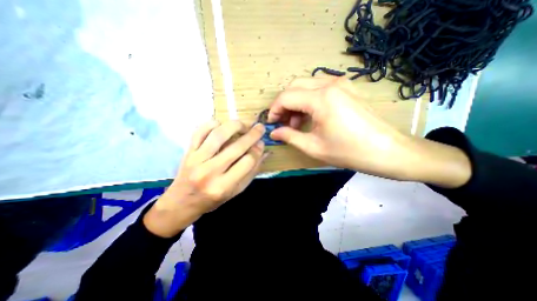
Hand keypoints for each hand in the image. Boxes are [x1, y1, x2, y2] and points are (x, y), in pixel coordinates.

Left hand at [143, 120, 266, 237]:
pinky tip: (222, 125)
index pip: (247, 162)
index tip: (262, 143)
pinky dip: (212, 124)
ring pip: (218, 135)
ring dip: (234, 126)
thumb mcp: (235, 191)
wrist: (182, 202)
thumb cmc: (212, 199)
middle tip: (260, 127)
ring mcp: (196, 159)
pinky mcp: (188, 151)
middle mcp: (210, 172)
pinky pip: (200, 131)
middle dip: (252, 135)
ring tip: (243, 125)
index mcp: (223, 186)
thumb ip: (251, 172)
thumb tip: (264, 152)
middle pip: (236, 147)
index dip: (257, 150)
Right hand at [267, 78, 411, 179]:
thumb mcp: (313, 147)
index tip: (272, 123)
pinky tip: (310, 116)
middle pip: (294, 86)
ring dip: (296, 102)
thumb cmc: (349, 152)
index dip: (274, 110)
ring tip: (296, 123)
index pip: (286, 97)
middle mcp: (330, 84)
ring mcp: (340, 83)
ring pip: (306, 85)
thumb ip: (289, 137)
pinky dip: (308, 100)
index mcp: (321, 99)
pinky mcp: (346, 88)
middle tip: (283, 123)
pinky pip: (319, 88)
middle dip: (284, 104)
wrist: (387, 151)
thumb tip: (273, 133)